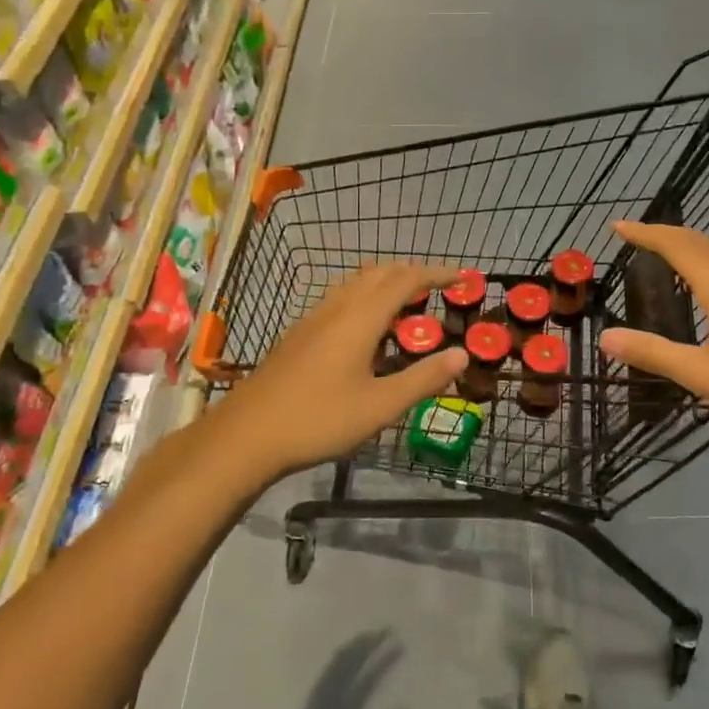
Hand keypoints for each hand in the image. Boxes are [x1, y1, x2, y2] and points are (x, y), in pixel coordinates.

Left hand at [208, 263, 468, 476]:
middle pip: (378, 273)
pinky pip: (340, 300)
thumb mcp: (380, 406)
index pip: (405, 280)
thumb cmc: (319, 420)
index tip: (462, 277)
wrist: (247, 435)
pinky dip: (365, 299)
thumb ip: (423, 379)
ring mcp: (312, 320)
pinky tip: (366, 331)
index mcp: (360, 319)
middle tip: (438, 289)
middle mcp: (336, 308)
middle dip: (412, 273)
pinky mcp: (298, 335)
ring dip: (385, 284)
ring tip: (407, 306)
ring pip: (355, 284)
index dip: (435, 274)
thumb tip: (461, 355)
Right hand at [597, 221, 708, 443]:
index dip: (647, 234)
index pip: (677, 246)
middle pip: (702, 242)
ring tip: (669, 252)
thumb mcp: (705, 376)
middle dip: (666, 234)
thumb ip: (655, 354)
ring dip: (692, 245)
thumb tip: (606, 338)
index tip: (619, 227)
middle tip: (637, 235)